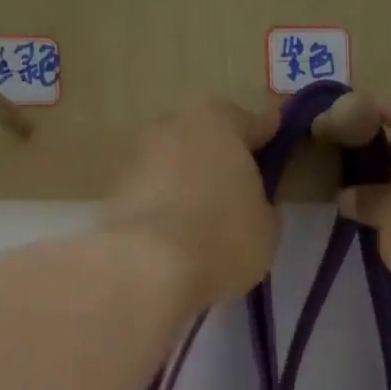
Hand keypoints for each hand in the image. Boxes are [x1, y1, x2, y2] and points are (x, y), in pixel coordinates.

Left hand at [102, 99, 280, 310]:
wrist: (146, 268)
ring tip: (203, 220)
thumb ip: (261, 204)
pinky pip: (152, 194)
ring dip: (187, 182)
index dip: (270, 142)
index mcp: (219, 120)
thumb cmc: (222, 237)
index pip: (256, 124)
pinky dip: (164, 207)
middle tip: (237, 191)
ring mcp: (137, 155)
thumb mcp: (267, 227)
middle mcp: (173, 124)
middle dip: (221, 159)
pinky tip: (176, 236)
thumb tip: (250, 205)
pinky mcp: (113, 191)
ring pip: (175, 164)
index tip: (277, 151)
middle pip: (207, 138)